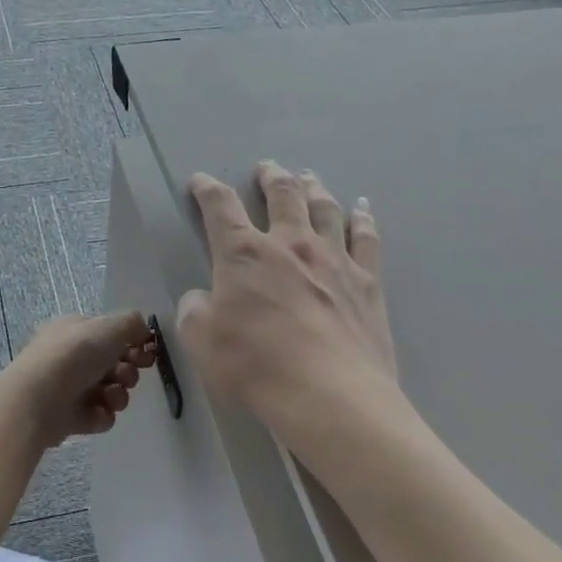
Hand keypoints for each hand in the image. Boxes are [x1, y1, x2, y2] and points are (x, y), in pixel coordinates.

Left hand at [3, 311, 157, 449]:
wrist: (39, 400)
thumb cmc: (74, 355)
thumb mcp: (109, 327)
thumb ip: (131, 323)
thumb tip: (141, 328)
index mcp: (74, 330)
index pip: (109, 334)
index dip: (132, 343)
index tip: (146, 353)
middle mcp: (70, 357)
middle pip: (112, 364)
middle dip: (127, 372)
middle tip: (125, 376)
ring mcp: (68, 388)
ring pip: (109, 391)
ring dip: (118, 395)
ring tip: (109, 396)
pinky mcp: (68, 417)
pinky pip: (98, 416)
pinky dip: (102, 415)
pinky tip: (97, 413)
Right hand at [176, 161, 396, 424]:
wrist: (329, 394)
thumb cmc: (256, 366)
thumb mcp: (201, 342)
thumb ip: (195, 311)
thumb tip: (201, 298)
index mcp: (244, 254)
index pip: (220, 208)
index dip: (207, 190)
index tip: (201, 181)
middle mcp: (290, 244)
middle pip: (281, 194)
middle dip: (270, 177)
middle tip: (266, 168)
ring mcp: (334, 259)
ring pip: (324, 208)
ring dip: (313, 187)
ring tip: (308, 176)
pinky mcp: (367, 281)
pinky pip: (366, 238)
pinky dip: (363, 219)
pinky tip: (362, 208)